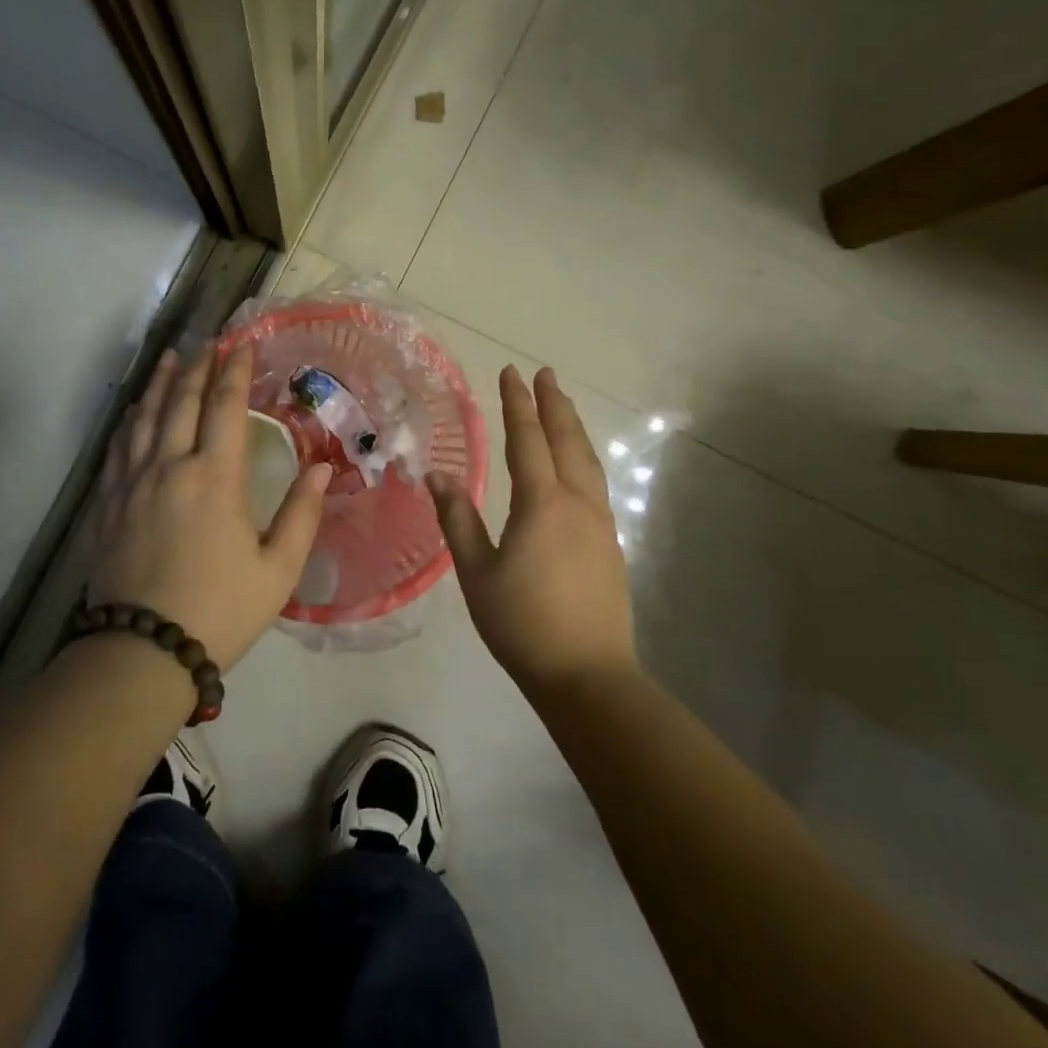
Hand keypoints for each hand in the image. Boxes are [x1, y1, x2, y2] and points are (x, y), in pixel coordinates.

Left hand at [85, 345, 331, 670]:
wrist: (143, 651)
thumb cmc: (220, 609)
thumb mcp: (278, 569)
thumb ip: (302, 514)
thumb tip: (321, 466)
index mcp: (215, 477)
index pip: (225, 406)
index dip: (235, 370)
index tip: (242, 344)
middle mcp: (170, 466)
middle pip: (181, 400)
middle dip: (198, 365)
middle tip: (208, 341)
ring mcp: (132, 482)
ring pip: (144, 416)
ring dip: (160, 382)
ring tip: (170, 357)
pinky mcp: (108, 502)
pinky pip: (118, 446)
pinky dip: (130, 419)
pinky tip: (134, 411)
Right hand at [429, 366, 638, 693]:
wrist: (588, 675)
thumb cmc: (522, 623)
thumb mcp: (476, 572)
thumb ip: (457, 519)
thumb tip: (436, 474)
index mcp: (542, 503)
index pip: (527, 439)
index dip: (517, 404)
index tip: (511, 372)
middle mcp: (577, 502)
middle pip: (566, 440)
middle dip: (553, 404)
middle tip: (545, 374)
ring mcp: (600, 523)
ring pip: (587, 460)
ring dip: (573, 427)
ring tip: (563, 405)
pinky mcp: (610, 543)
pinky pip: (596, 482)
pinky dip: (584, 457)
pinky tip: (579, 464)